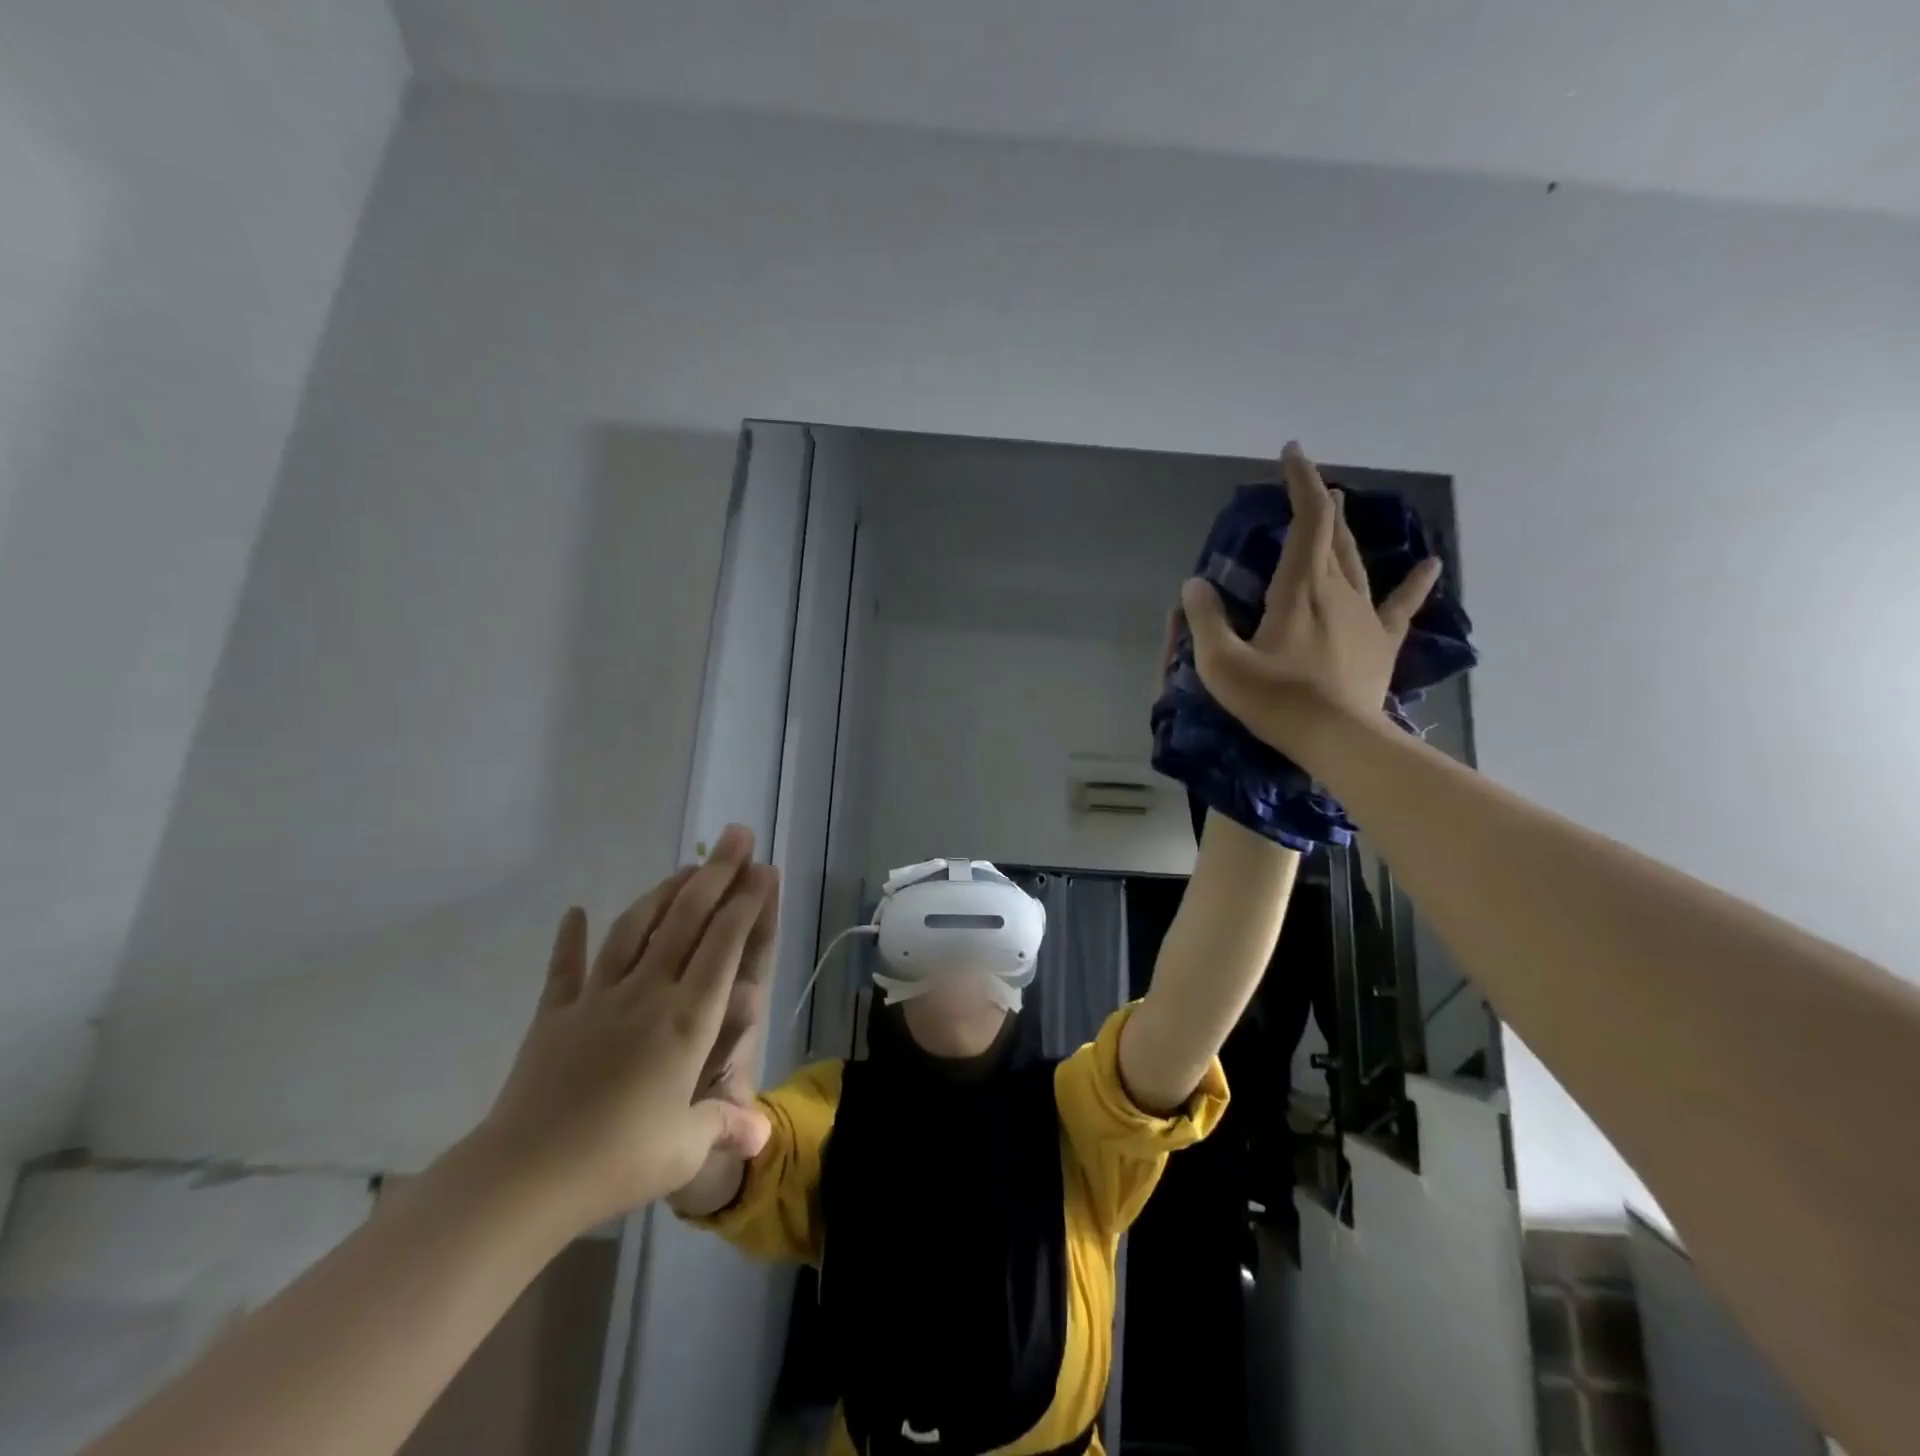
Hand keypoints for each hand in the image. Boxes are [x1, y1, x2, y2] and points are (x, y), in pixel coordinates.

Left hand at [470, 826, 776, 1233]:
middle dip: (717, 873)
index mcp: (687, 1020)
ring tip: (684, 868)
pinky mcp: (556, 1015)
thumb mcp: (684, 1149)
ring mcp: (599, 999)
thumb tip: (763, 1137)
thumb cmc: (616, 1161)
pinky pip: (566, 968)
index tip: (762, 869)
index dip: (746, 904)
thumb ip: (725, 1127)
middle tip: (737, 835)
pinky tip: (574, 912)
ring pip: (636, 929)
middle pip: (687, 920)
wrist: (523, 1178)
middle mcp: (648, 993)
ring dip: (663, 893)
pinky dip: (570, 939)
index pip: (724, 946)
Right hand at [1180, 441, 1440, 752]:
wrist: (1337, 740)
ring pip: (1357, 561)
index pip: (1307, 519)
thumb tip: (1195, 584)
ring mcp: (1365, 614)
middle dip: (1320, 504)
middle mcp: (1337, 589)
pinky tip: (1429, 565)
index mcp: (1299, 587)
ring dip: (1346, 532)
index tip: (1292, 453)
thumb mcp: (1221, 663)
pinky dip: (1416, 583)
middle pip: (1333, 534)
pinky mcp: (1381, 641)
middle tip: (1309, 487)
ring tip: (1341, 508)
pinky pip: (1402, 605)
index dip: (1301, 481)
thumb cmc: (1275, 700)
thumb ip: (1205, 618)